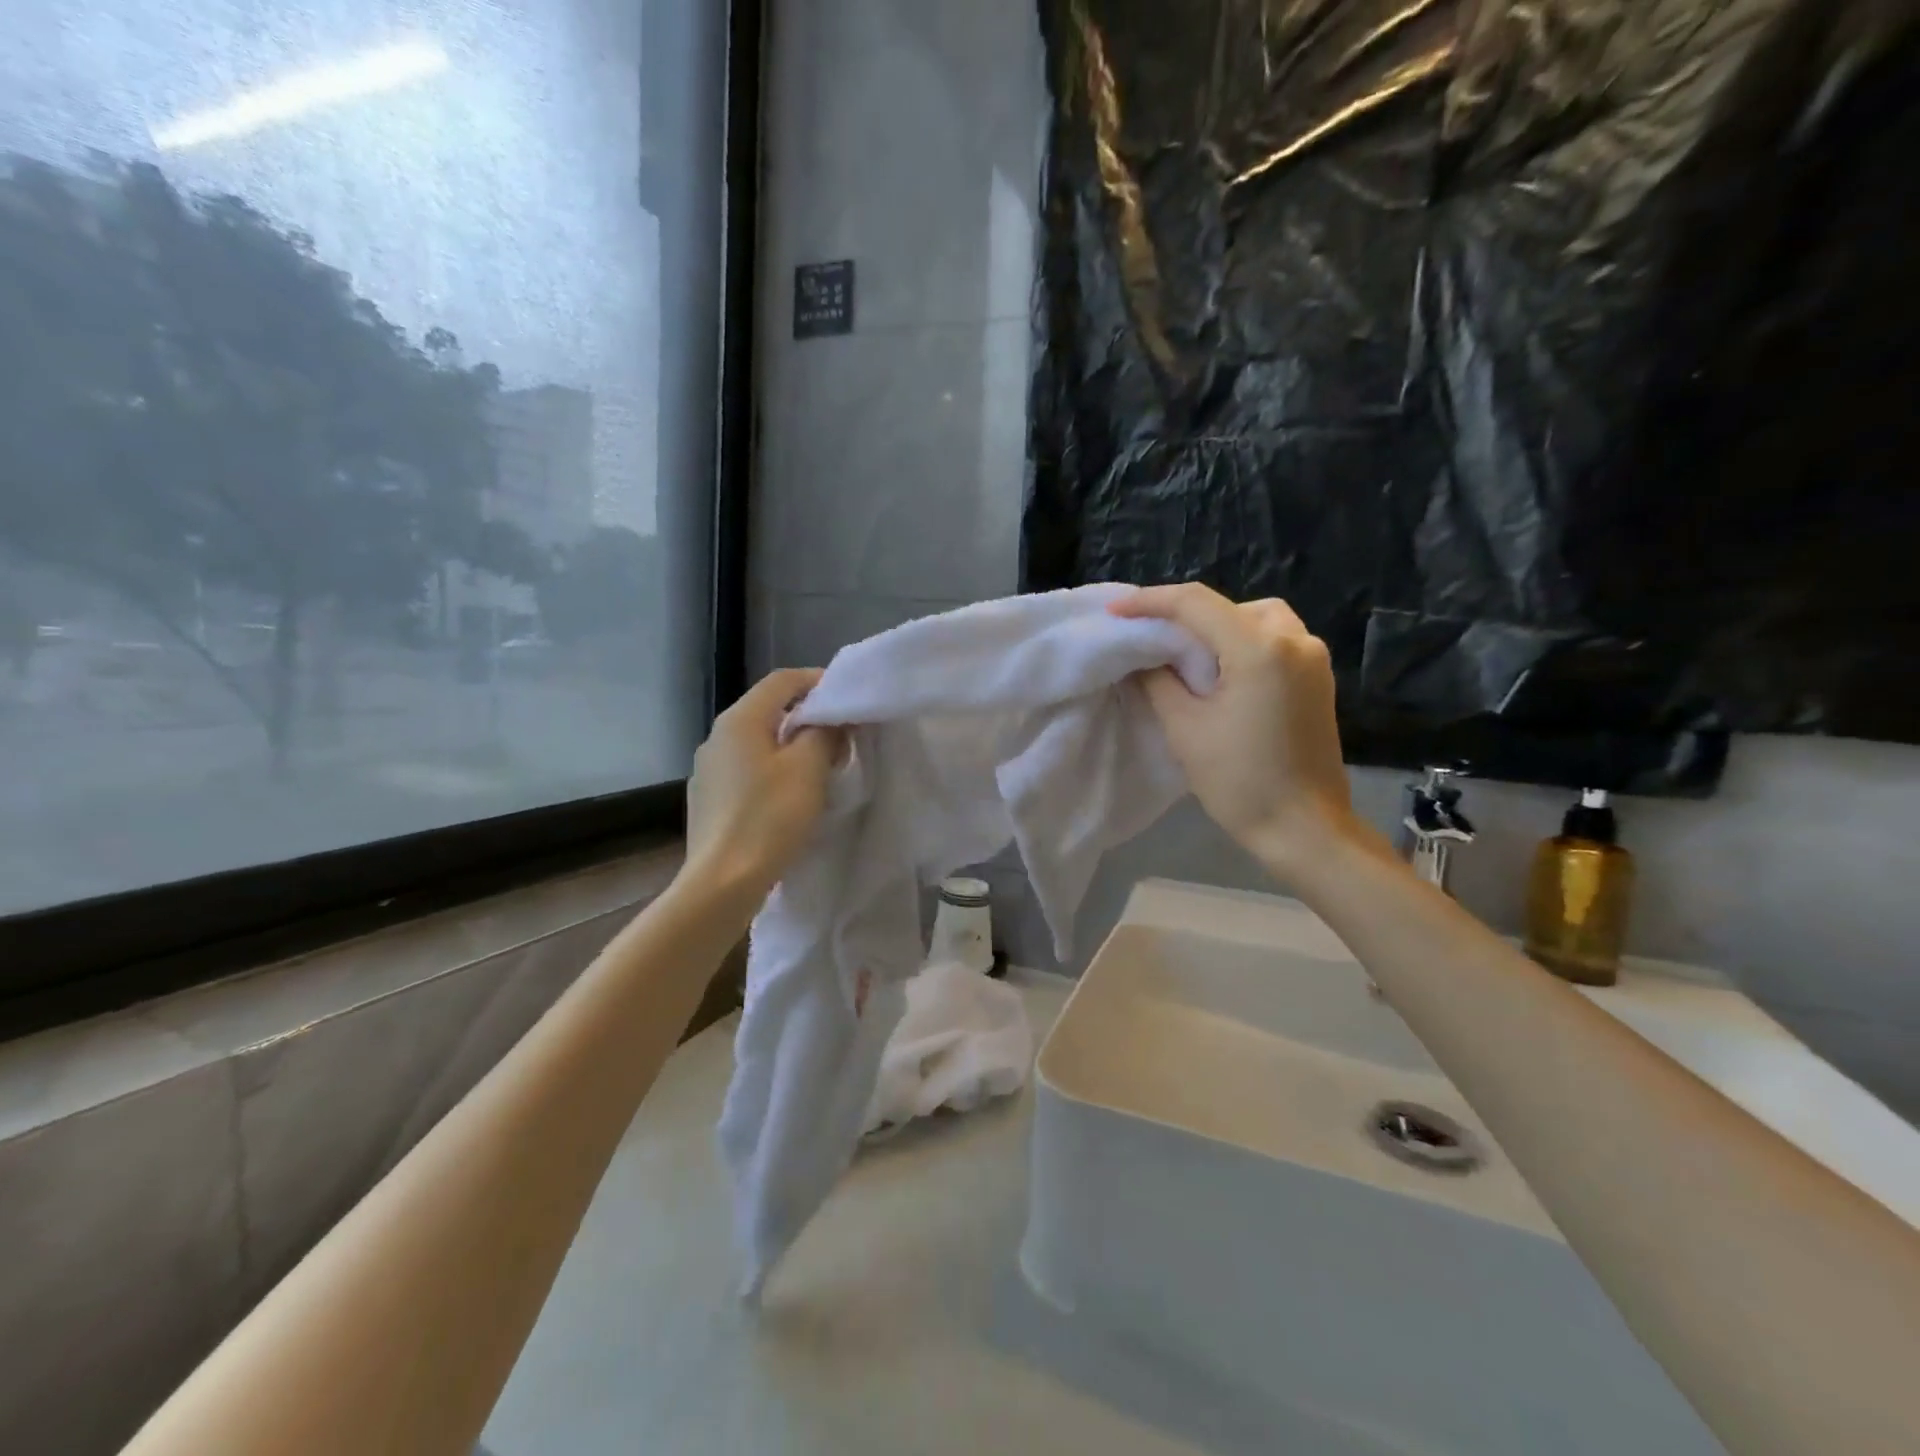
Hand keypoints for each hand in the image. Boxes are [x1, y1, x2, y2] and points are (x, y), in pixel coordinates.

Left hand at [684, 668, 840, 903]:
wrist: (722, 882)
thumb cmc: (769, 817)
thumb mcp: (808, 768)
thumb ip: (824, 732)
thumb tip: (832, 718)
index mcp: (740, 719)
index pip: (782, 680)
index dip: (817, 680)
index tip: (848, 697)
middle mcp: (716, 736)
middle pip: (768, 710)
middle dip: (808, 716)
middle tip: (842, 734)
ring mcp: (707, 769)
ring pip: (757, 742)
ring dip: (790, 745)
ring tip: (820, 765)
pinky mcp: (707, 799)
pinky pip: (746, 770)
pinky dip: (772, 770)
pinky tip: (788, 796)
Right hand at [1112, 584, 1357, 871]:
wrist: (1304, 829)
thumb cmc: (1239, 782)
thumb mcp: (1185, 729)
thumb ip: (1158, 681)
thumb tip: (1142, 658)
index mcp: (1259, 649)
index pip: (1196, 604)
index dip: (1150, 602)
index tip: (1116, 611)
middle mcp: (1295, 640)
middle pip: (1231, 605)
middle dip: (1188, 615)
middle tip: (1153, 638)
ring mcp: (1313, 658)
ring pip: (1258, 618)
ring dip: (1220, 627)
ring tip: (1188, 655)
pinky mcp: (1319, 678)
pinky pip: (1276, 640)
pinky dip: (1244, 642)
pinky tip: (1222, 670)